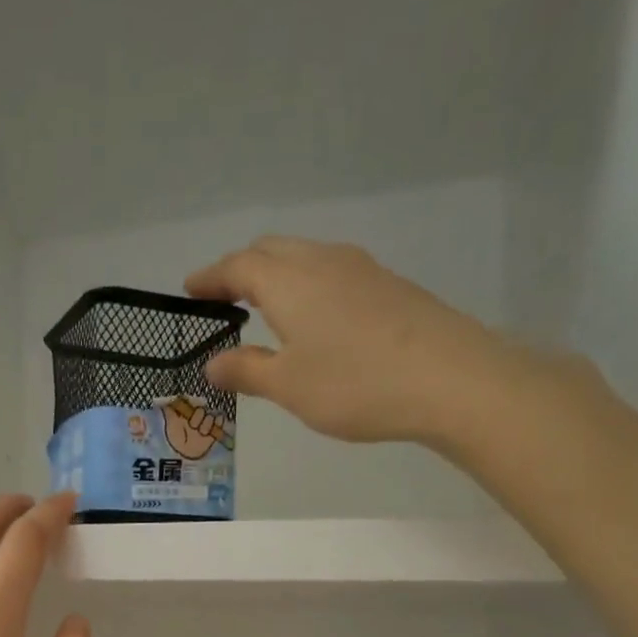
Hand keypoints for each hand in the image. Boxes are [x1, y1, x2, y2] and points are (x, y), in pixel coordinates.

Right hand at [185, 237, 557, 449]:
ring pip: (304, 257)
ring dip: (276, 274)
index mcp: (289, 280)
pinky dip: (305, 285)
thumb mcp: (288, 386)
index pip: (238, 266)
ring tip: (261, 306)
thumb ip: (247, 370)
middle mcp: (322, 261)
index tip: (189, 291)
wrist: (449, 378)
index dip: (210, 278)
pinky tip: (311, 317)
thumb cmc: (354, 383)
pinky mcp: (387, 285)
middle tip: (221, 297)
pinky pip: (330, 273)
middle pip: (271, 250)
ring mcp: (360, 269)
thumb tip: (213, 362)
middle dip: (241, 269)